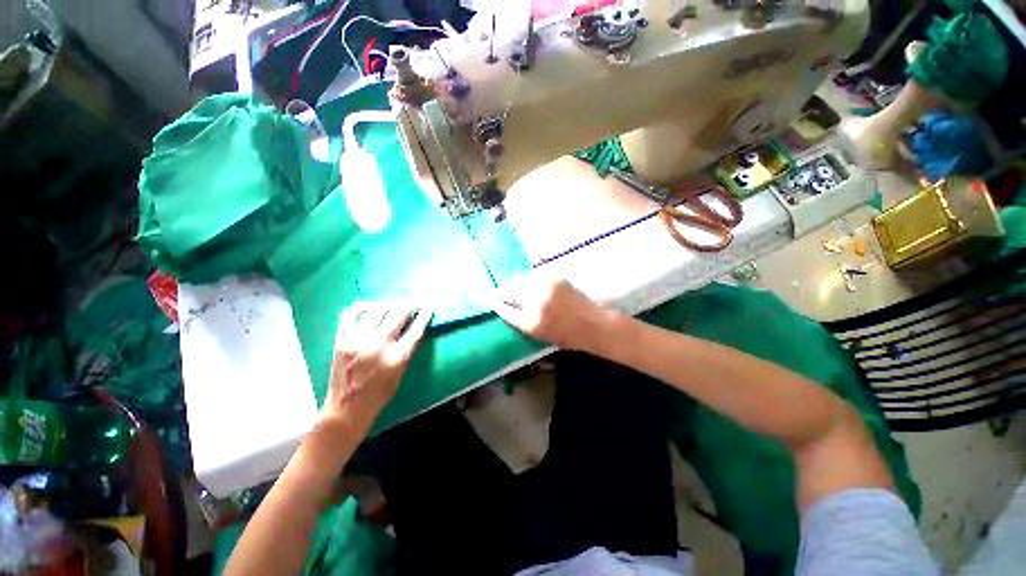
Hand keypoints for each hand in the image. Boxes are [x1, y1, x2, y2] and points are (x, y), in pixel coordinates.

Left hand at [322, 303, 431, 432]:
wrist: (346, 408)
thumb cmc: (379, 394)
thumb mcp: (401, 373)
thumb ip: (407, 350)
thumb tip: (413, 328)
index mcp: (397, 357)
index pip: (415, 329)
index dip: (424, 316)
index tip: (429, 309)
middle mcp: (378, 345)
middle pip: (399, 314)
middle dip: (412, 305)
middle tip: (416, 304)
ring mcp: (358, 341)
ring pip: (377, 309)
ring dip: (390, 304)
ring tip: (395, 306)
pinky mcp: (342, 340)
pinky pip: (351, 313)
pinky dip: (363, 306)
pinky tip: (371, 307)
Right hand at [492, 275, 617, 352]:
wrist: (594, 323)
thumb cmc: (568, 336)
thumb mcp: (540, 335)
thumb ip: (523, 321)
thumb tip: (508, 306)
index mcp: (530, 323)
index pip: (504, 310)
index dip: (497, 304)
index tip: (493, 300)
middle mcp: (535, 303)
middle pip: (509, 292)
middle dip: (504, 292)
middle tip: (502, 292)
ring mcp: (545, 287)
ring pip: (521, 279)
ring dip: (518, 283)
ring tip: (520, 286)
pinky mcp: (555, 277)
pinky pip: (535, 273)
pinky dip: (532, 277)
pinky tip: (535, 282)